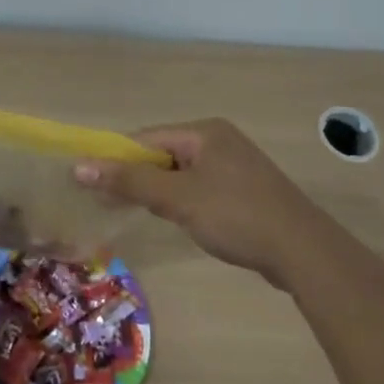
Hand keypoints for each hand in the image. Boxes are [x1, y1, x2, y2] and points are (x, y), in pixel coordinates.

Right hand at [74, 119, 322, 286]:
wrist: (304, 252)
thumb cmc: (236, 216)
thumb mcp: (177, 198)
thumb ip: (129, 181)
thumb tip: (79, 166)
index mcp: (204, 131)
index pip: (146, 138)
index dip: (116, 159)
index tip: (91, 184)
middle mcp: (219, 140)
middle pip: (163, 153)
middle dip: (137, 177)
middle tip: (110, 204)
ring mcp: (235, 165)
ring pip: (181, 174)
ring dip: (159, 192)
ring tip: (141, 214)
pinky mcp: (245, 190)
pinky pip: (200, 188)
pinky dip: (183, 201)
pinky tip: (180, 222)